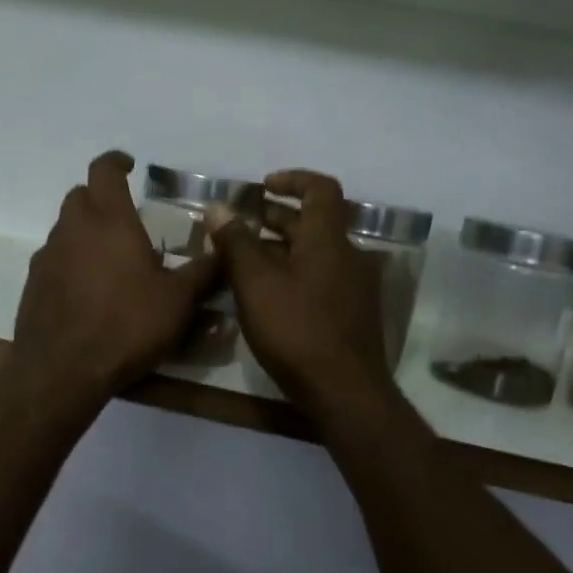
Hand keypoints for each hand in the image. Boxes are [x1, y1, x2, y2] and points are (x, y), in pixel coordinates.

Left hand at [8, 151, 221, 397]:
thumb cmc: (126, 326)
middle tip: (124, 218)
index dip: (116, 161)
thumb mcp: (177, 302)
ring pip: (65, 227)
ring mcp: (48, 255)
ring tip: (110, 258)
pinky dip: (71, 260)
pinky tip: (88, 289)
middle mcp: (73, 228)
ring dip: (85, 231)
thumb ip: (203, 272)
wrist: (62, 369)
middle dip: (100, 197)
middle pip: (80, 195)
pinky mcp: (33, 282)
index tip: (130, 165)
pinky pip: (54, 257)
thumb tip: (226, 251)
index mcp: (109, 220)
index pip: (104, 170)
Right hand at [205, 169, 400, 416]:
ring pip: (315, 253)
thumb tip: (219, 207)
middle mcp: (348, 256)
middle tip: (241, 227)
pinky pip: (321, 277)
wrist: (344, 393)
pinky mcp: (352, 313)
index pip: (321, 189)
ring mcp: (354, 287)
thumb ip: (236, 242)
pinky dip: (294, 272)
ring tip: (245, 262)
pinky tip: (268, 295)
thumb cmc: (296, 330)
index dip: (293, 179)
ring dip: (282, 248)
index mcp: (328, 240)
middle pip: (314, 222)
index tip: (263, 187)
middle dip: (277, 218)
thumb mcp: (255, 283)